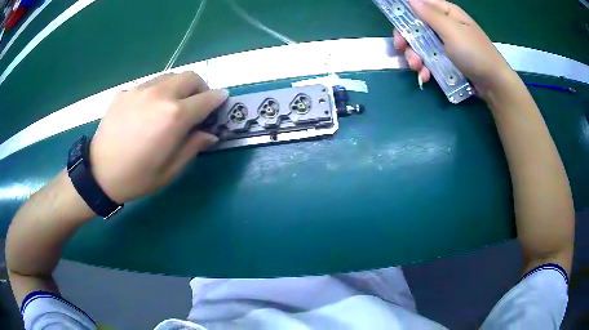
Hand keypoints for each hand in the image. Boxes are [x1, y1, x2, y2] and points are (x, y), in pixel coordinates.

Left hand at [90, 72, 227, 203]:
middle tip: (197, 104)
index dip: (218, 99)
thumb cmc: (137, 178)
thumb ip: (193, 147)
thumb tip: (209, 134)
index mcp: (174, 116)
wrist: (98, 174)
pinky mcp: (125, 92)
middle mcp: (160, 94)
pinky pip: (149, 85)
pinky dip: (157, 92)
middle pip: (190, 77)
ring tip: (172, 105)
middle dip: (200, 87)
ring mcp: (140, 90)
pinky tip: (147, 111)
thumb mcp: (170, 171)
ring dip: (178, 87)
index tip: (222, 101)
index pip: (207, 98)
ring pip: (170, 76)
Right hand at [394, 0, 516, 95]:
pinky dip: (425, 68)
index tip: (395, 25)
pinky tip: (426, 76)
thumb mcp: (452, 31)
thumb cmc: (474, 53)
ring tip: (418, 68)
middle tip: (401, 49)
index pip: (420, 5)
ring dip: (415, 56)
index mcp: (446, 13)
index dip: (404, 13)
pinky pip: (430, 59)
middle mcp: (444, 26)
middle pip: (416, 26)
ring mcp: (446, 44)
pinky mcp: (447, 60)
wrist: (493, 84)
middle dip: (407, 39)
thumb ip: (430, 15)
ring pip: (421, 45)